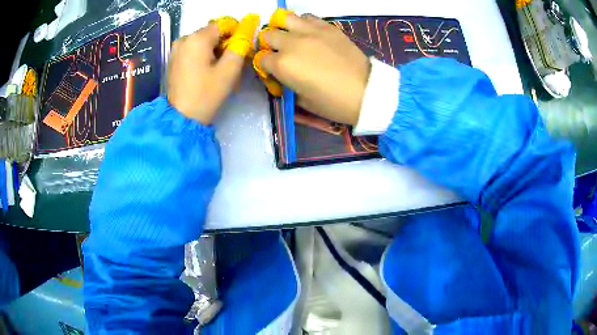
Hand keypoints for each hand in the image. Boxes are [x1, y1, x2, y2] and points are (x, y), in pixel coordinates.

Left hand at [167, 23, 246, 123]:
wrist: (181, 118)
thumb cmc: (206, 94)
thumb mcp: (229, 71)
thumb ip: (240, 47)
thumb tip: (244, 34)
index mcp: (197, 38)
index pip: (223, 24)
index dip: (235, 33)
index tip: (240, 49)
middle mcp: (184, 39)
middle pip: (211, 32)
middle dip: (223, 43)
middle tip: (230, 62)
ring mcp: (176, 49)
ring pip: (202, 41)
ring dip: (213, 50)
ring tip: (218, 69)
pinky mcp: (173, 59)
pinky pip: (192, 49)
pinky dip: (202, 55)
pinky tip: (205, 71)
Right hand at [260, 13, 369, 124]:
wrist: (366, 92)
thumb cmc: (333, 103)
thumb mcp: (302, 101)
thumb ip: (286, 84)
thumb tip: (281, 76)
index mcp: (283, 65)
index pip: (261, 59)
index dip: (265, 66)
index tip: (273, 71)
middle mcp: (292, 43)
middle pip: (268, 35)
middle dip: (270, 45)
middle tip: (280, 53)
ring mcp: (310, 31)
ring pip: (284, 18)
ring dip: (284, 28)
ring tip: (292, 37)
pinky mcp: (327, 27)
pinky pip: (307, 17)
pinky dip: (303, 23)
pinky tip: (309, 33)